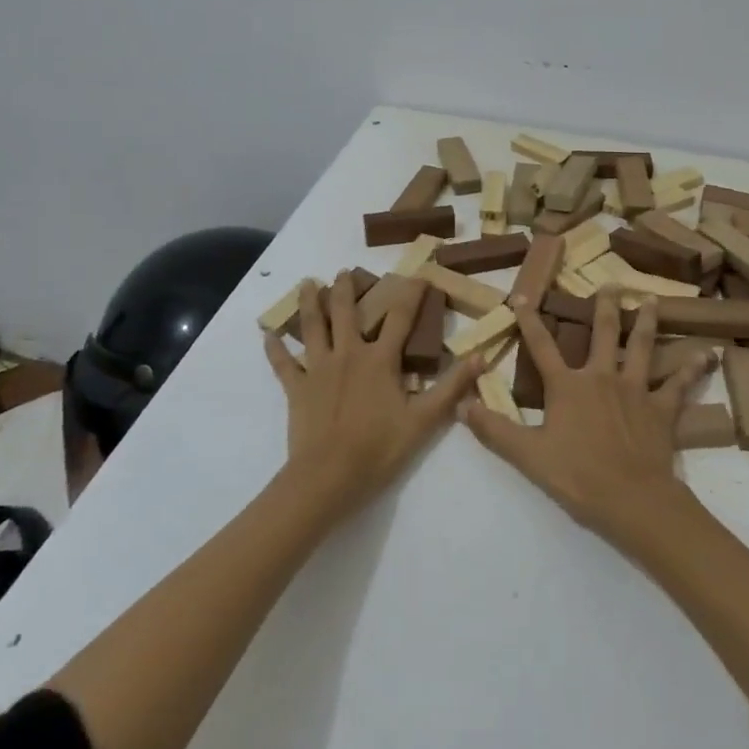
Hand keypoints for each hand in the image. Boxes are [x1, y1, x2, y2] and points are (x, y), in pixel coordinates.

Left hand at [263, 272, 482, 518]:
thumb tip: (481, 357)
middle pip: (346, 312)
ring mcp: (318, 369)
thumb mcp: (424, 420)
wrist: (328, 477)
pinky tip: (268, 335)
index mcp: (380, 360)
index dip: (410, 293)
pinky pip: (283, 364)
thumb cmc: (378, 449)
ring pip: (312, 327)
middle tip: (344, 271)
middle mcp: (348, 354)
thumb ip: (451, 387)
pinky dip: (275, 349)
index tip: (418, 274)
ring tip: (307, 283)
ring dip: (310, 303)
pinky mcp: (297, 389)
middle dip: (346, 289)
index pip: (400, 318)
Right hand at [460, 289, 714, 549]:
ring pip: (641, 347)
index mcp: (567, 386)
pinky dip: (694, 368)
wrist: (632, 499)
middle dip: (605, 307)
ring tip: (653, 301)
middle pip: (602, 334)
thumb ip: (494, 429)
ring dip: (647, 322)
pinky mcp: (662, 409)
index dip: (530, 322)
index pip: (542, 347)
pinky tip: (709, 354)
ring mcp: (636, 390)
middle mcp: (601, 377)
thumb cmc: (576, 476)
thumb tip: (462, 404)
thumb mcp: (527, 455)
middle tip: (611, 284)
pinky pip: (680, 384)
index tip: (523, 297)